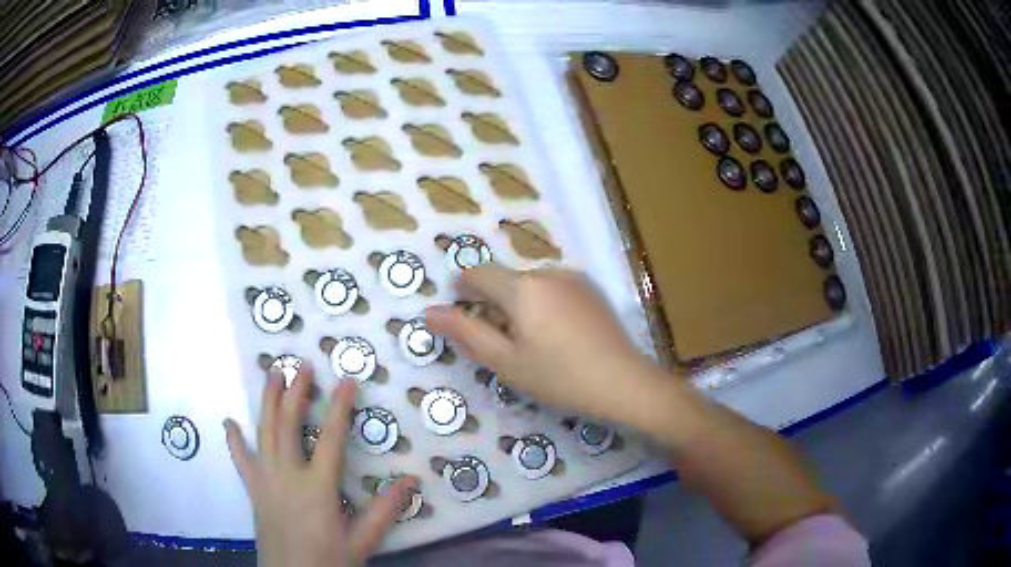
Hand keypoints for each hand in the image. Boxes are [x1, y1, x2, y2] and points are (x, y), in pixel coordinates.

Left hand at [224, 367, 416, 566]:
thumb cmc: (329, 560)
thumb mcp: (363, 540)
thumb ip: (385, 510)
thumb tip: (412, 480)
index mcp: (317, 487)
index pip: (331, 438)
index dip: (340, 408)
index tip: (346, 381)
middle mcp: (287, 475)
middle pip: (288, 424)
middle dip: (295, 392)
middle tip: (301, 365)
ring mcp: (265, 479)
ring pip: (264, 432)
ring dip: (267, 401)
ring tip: (272, 373)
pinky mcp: (253, 489)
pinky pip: (240, 459)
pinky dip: (235, 440)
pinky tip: (229, 423)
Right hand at [426, 265, 656, 422]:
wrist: (623, 382)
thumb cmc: (559, 377)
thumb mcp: (505, 361)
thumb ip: (465, 332)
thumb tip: (429, 312)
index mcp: (521, 287)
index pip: (477, 274)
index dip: (462, 290)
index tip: (463, 316)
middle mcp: (546, 272)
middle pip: (504, 280)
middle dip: (492, 303)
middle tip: (499, 343)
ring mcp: (573, 278)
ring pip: (530, 284)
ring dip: (519, 304)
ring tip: (532, 342)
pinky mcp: (591, 289)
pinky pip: (554, 288)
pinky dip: (543, 304)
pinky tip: (557, 335)